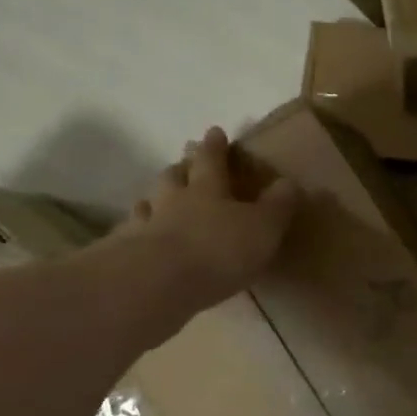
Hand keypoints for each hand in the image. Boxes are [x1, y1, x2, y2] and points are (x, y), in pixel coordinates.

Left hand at [91, 126, 298, 332]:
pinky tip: (135, 238)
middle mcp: (173, 201)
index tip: (214, 131)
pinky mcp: (127, 255)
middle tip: (183, 163)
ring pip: (148, 204)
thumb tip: (289, 182)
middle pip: (174, 177)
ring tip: (153, 199)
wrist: (159, 283)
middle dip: (181, 168)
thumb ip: (277, 206)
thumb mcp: (263, 227)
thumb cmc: (219, 250)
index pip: (212, 160)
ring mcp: (146, 227)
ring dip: (153, 199)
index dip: (215, 146)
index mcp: (208, 190)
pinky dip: (133, 233)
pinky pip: (130, 236)